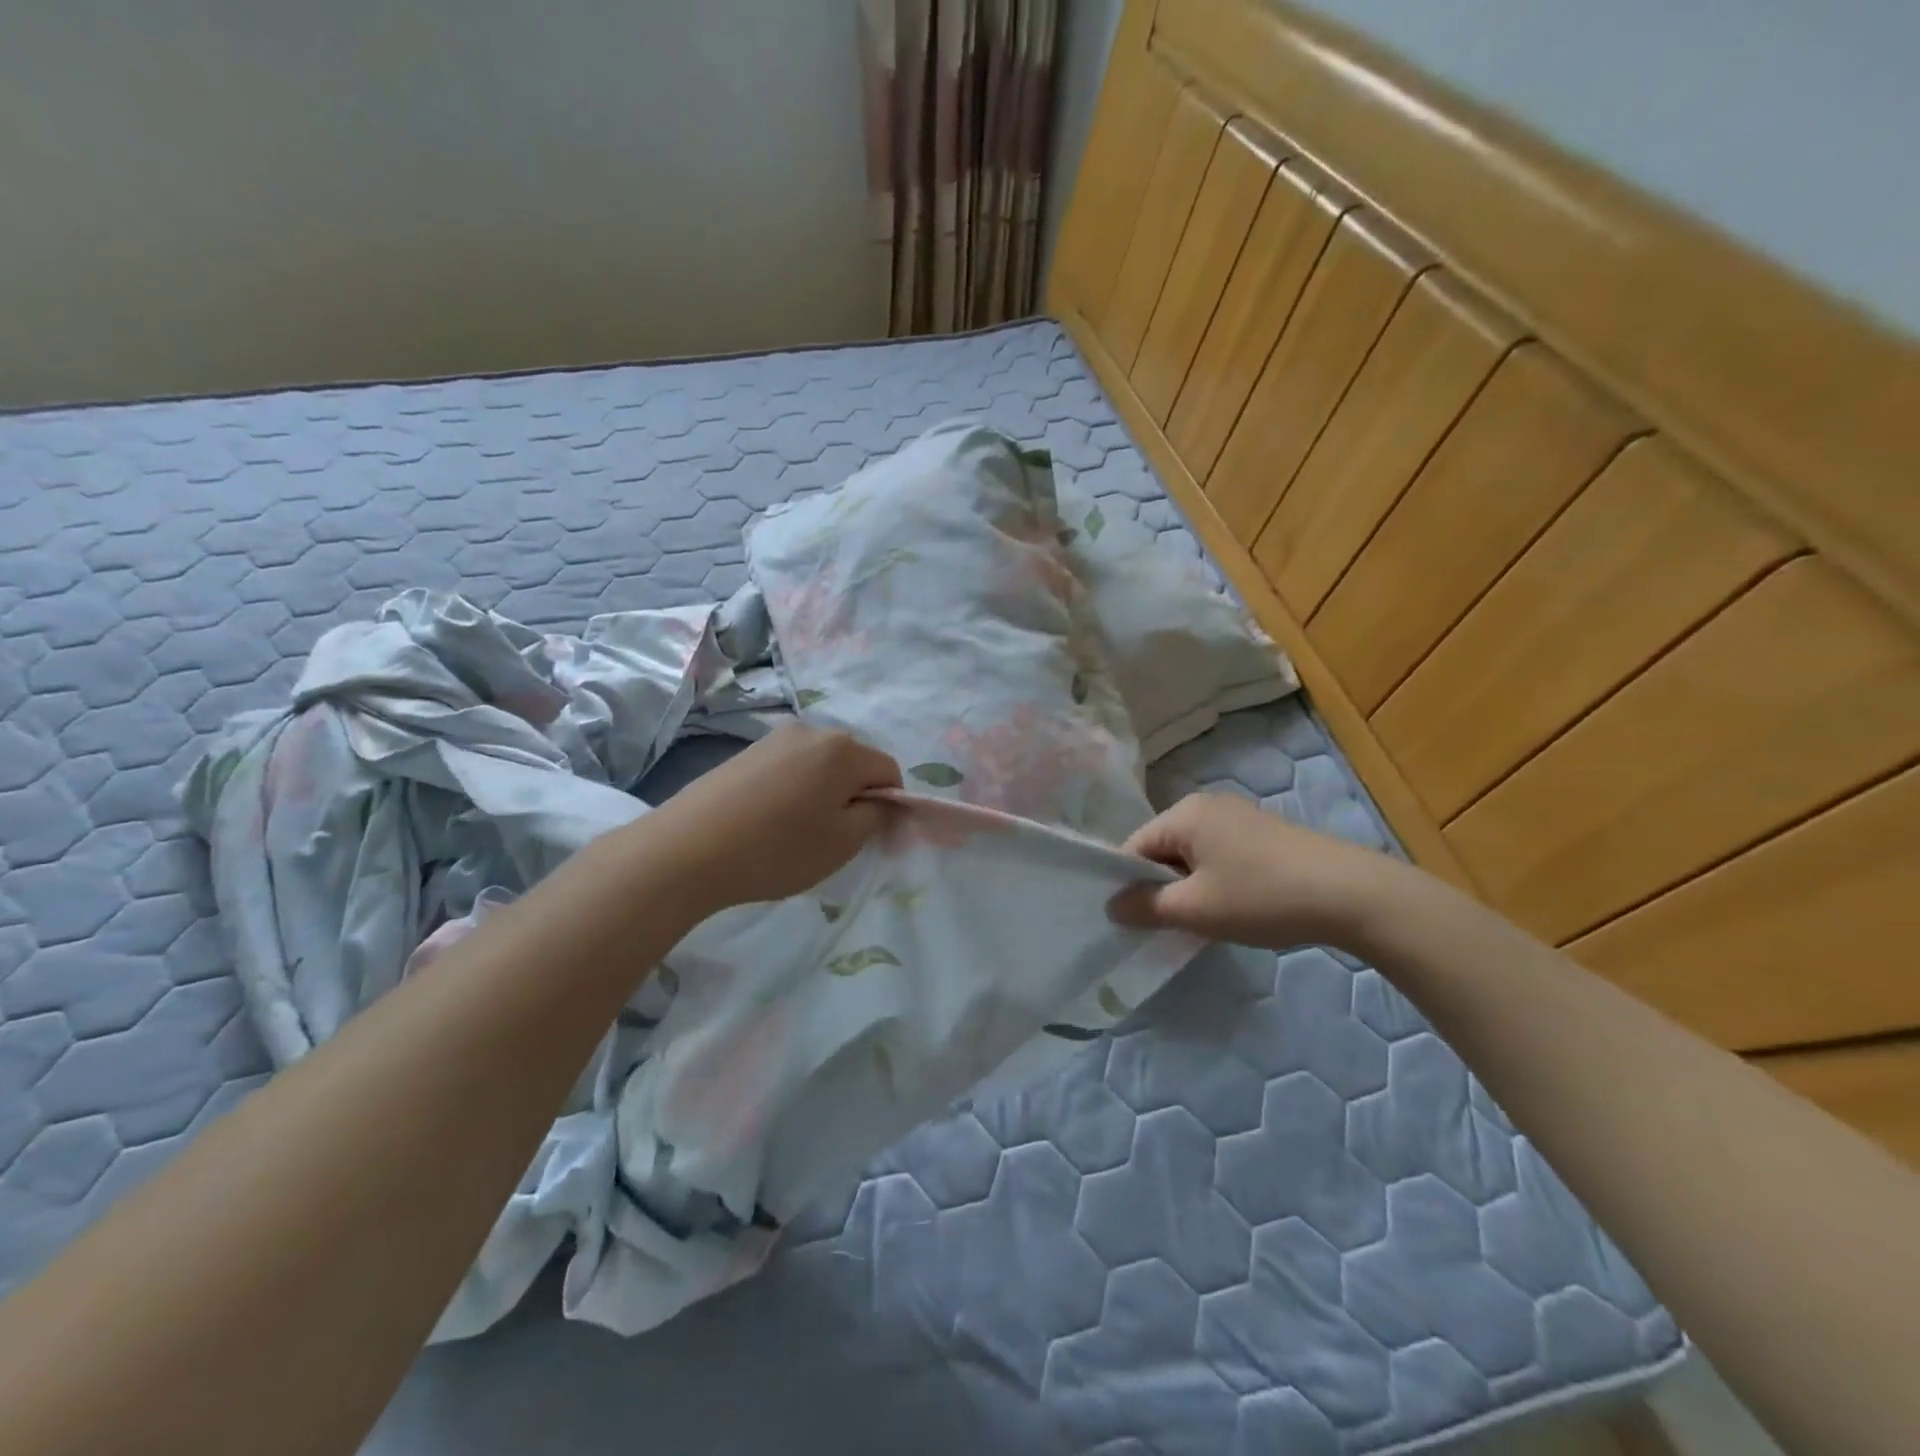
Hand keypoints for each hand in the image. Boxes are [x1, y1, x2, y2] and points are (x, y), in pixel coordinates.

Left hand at [634, 722, 901, 912]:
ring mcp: (774, 739)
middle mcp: (812, 731)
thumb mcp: (842, 842)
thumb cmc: (776, 848)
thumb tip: (883, 801)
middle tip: (832, 837)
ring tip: (794, 831)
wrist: (686, 850)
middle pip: (854, 763)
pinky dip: (793, 790)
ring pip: (820, 765)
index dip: (889, 804)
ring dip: (822, 793)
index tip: (868, 837)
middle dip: (853, 796)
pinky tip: (768, 821)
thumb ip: (876, 816)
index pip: (889, 770)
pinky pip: (789, 768)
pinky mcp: (746, 752)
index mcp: (843, 749)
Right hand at [1108, 792, 1402, 950]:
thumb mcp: (1195, 909)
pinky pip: (1218, 854)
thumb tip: (1112, 906)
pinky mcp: (1263, 832)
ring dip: (1188, 887)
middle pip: (1162, 848)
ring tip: (1203, 921)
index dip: (1127, 885)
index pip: (1134, 847)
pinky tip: (1233, 907)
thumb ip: (1146, 907)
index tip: (1135, 921)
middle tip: (1169, 926)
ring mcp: (1238, 816)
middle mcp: (1206, 804)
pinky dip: (1214, 880)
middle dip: (1160, 887)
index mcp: (1183, 813)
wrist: (1351, 894)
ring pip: (1191, 854)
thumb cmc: (1261, 897)